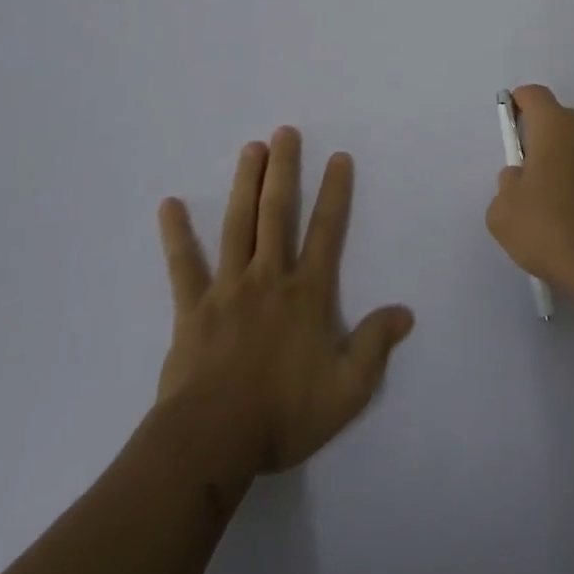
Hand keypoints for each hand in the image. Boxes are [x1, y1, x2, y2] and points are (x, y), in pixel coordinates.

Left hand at [155, 127, 414, 476]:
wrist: (212, 441)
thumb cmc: (283, 415)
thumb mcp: (346, 390)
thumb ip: (375, 346)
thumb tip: (405, 312)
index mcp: (306, 294)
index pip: (326, 232)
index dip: (335, 193)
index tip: (338, 157)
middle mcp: (268, 278)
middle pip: (277, 213)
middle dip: (284, 170)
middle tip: (284, 132)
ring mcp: (227, 289)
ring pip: (238, 225)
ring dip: (245, 184)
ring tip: (250, 148)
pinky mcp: (193, 308)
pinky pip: (183, 265)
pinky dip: (176, 234)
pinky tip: (168, 205)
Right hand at [487, 84, 573, 318]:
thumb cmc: (553, 229)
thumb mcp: (503, 213)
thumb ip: (507, 184)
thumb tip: (521, 177)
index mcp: (556, 125)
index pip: (534, 96)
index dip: (519, 105)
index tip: (513, 127)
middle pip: (562, 121)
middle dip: (547, 141)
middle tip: (534, 179)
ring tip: (564, 203)